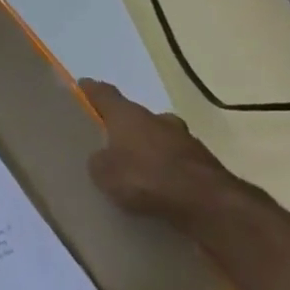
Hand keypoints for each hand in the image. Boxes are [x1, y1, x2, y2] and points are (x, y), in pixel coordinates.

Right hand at [80, 80, 240, 226]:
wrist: (207, 203)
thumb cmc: (145, 178)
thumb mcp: (104, 173)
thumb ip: (99, 160)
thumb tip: (104, 157)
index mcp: (128, 115)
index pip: (105, 93)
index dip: (91, 90)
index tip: (82, 86)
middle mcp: (158, 119)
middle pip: (135, 116)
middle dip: (124, 126)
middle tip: (111, 141)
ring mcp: (185, 139)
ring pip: (160, 138)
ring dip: (149, 148)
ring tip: (136, 168)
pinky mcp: (205, 162)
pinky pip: (176, 161)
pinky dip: (167, 168)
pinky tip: (159, 186)